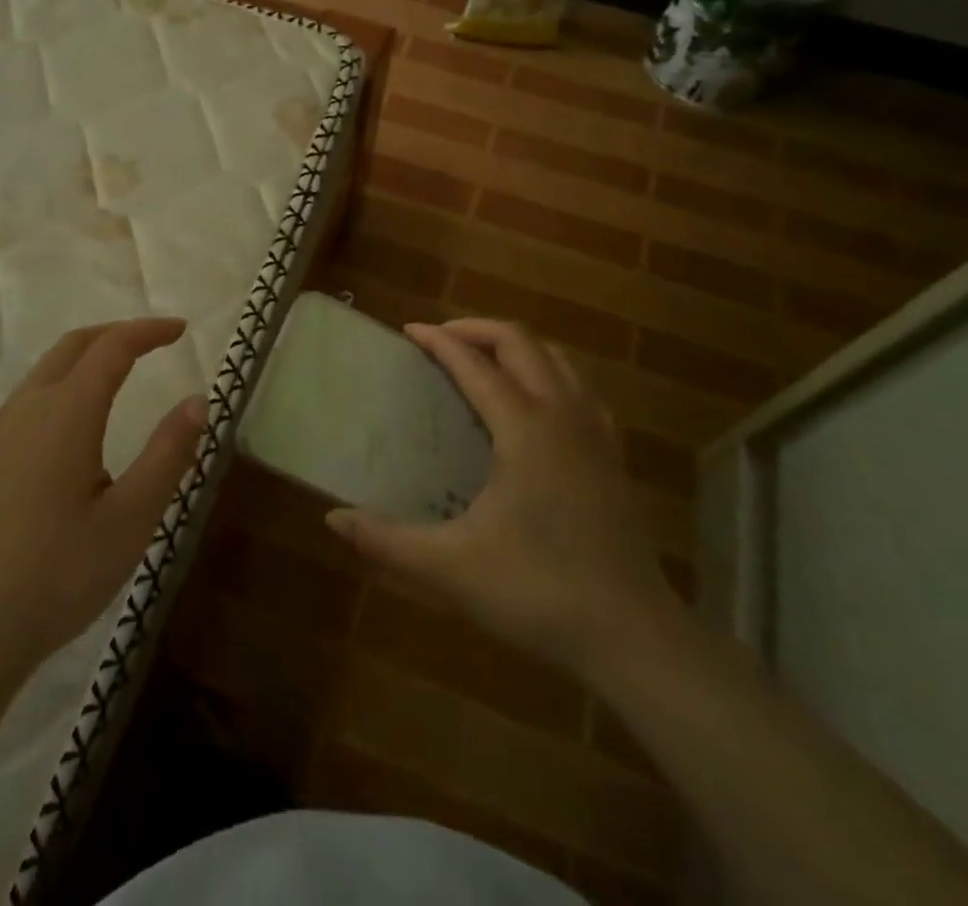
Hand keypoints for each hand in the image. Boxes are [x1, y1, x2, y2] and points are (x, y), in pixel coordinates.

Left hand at [0, 318, 206, 697]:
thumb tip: (197, 401)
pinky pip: (22, 407)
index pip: (113, 347)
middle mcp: (24, 410)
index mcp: (66, 413)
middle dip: (115, 334)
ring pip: (43, 375)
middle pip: (72, 347)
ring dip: (84, 363)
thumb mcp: (129, 520)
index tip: (181, 329)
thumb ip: (168, 454)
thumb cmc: (54, 578)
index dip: (149, 331)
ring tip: (117, 383)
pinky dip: (58, 392)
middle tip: (152, 343)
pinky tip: (68, 439)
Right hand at [327, 318, 678, 683]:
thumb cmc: (540, 593)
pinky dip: (549, 373)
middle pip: (521, 343)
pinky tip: (535, 404)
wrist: (634, 637)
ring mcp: (595, 433)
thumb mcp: (452, 568)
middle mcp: (562, 415)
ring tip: (483, 360)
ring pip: (557, 359)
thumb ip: (388, 541)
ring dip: (516, 346)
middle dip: (477, 329)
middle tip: (440, 339)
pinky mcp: (613, 455)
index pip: (475, 364)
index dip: (439, 341)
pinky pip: (579, 388)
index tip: (409, 331)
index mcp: (525, 428)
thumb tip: (333, 519)